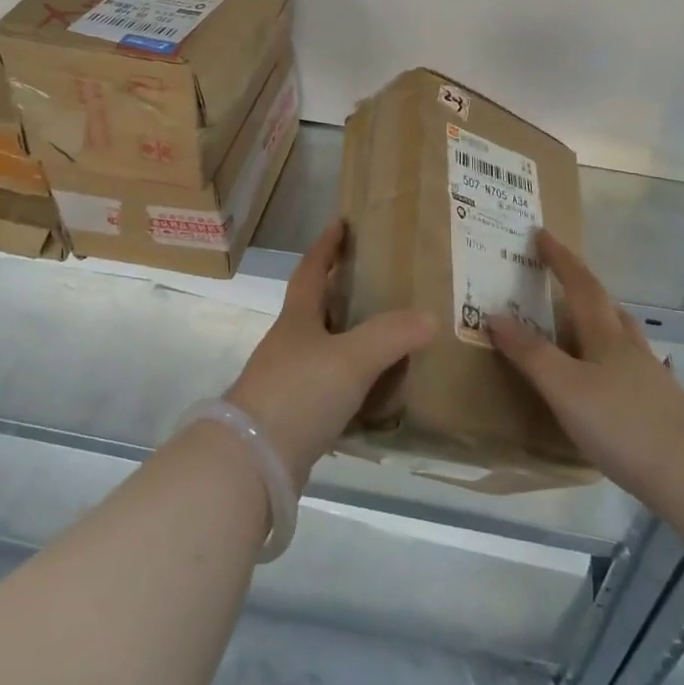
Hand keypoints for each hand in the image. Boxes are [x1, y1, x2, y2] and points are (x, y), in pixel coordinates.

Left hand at [226, 218, 435, 490]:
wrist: (253, 462)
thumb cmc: (299, 393)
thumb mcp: (351, 358)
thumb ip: (391, 335)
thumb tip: (429, 316)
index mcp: (297, 319)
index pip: (311, 270)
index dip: (326, 246)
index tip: (341, 222)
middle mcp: (289, 344)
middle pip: (315, 308)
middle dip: (341, 291)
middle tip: (378, 282)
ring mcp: (286, 381)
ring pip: (322, 349)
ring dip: (348, 339)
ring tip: (386, 336)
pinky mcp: (292, 416)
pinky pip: (328, 387)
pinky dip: (350, 383)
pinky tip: (374, 394)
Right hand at [490, 229, 683, 504]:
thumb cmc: (623, 424)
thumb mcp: (565, 388)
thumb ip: (530, 353)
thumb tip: (494, 314)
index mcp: (604, 335)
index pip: (580, 284)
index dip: (559, 258)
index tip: (542, 233)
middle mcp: (629, 348)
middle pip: (606, 305)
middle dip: (581, 285)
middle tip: (558, 276)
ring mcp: (650, 377)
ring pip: (622, 335)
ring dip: (600, 320)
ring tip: (581, 323)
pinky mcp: (661, 407)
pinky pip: (629, 368)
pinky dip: (612, 361)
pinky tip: (611, 380)